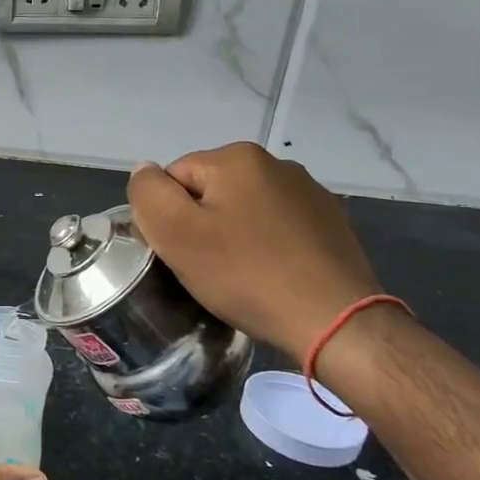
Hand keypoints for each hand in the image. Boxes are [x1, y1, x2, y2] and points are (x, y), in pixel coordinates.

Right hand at [129, 143, 382, 361]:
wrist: (335, 322)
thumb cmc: (246, 274)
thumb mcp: (176, 234)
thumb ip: (148, 193)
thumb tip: (144, 171)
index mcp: (237, 157)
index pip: (174, 178)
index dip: (168, 218)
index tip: (181, 253)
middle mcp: (276, 163)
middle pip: (210, 191)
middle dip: (202, 225)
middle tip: (208, 267)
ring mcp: (309, 193)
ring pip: (244, 210)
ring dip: (234, 235)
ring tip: (241, 275)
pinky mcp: (331, 223)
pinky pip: (277, 228)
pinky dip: (267, 246)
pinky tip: (272, 276)